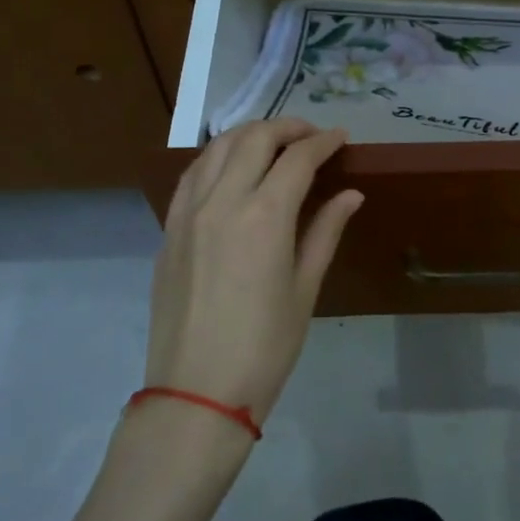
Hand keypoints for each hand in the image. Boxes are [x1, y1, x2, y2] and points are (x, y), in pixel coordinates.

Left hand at [144, 119, 361, 429]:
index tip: (342, 138)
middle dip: (287, 128)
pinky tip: (232, 168)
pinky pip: (192, 174)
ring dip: (250, 135)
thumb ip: (325, 231)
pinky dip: (217, 158)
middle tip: (312, 136)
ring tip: (274, 143)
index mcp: (264, 217)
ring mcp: (188, 213)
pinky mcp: (168, 229)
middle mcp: (222, 201)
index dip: (323, 142)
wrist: (196, 392)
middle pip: (254, 139)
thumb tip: (351, 194)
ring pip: (217, 148)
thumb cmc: (265, 347)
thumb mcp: (305, 289)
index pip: (297, 159)